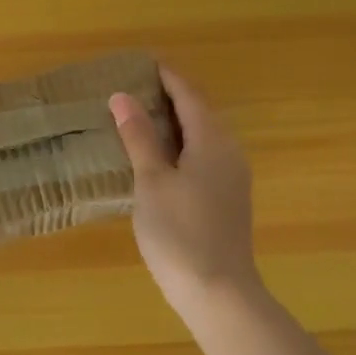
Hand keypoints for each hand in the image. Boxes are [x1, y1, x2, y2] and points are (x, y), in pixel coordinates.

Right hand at [111, 66, 261, 317]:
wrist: (219, 293)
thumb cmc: (179, 232)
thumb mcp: (151, 181)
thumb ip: (138, 137)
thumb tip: (122, 96)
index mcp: (212, 141)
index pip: (189, 95)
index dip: (168, 76)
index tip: (145, 61)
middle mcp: (229, 152)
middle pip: (201, 112)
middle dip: (172, 96)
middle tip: (138, 87)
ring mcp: (233, 178)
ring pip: (205, 135)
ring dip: (177, 121)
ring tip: (144, 117)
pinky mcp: (229, 199)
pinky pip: (206, 156)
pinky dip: (183, 144)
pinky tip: (163, 157)